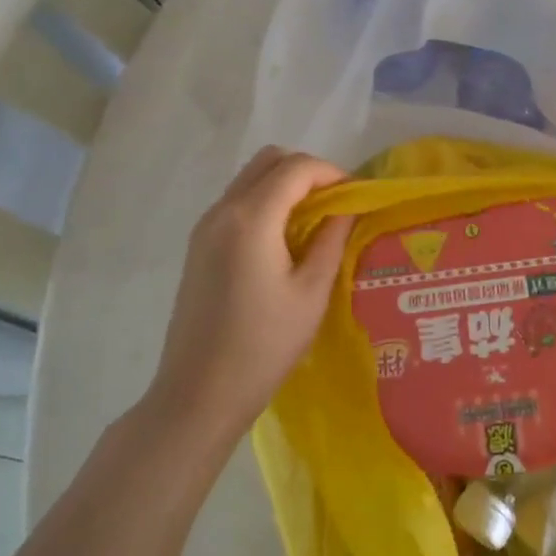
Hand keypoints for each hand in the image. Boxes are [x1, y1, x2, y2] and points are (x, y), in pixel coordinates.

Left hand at [145, 147, 352, 444]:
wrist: (198, 393)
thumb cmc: (263, 346)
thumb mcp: (312, 293)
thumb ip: (332, 240)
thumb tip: (347, 208)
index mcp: (251, 219)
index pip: (297, 168)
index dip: (333, 173)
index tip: (357, 197)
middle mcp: (222, 211)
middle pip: (269, 161)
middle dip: (308, 172)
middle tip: (336, 204)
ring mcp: (205, 227)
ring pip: (250, 179)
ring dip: (285, 186)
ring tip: (315, 222)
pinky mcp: (199, 246)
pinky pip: (237, 202)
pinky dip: (266, 203)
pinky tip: (285, 240)